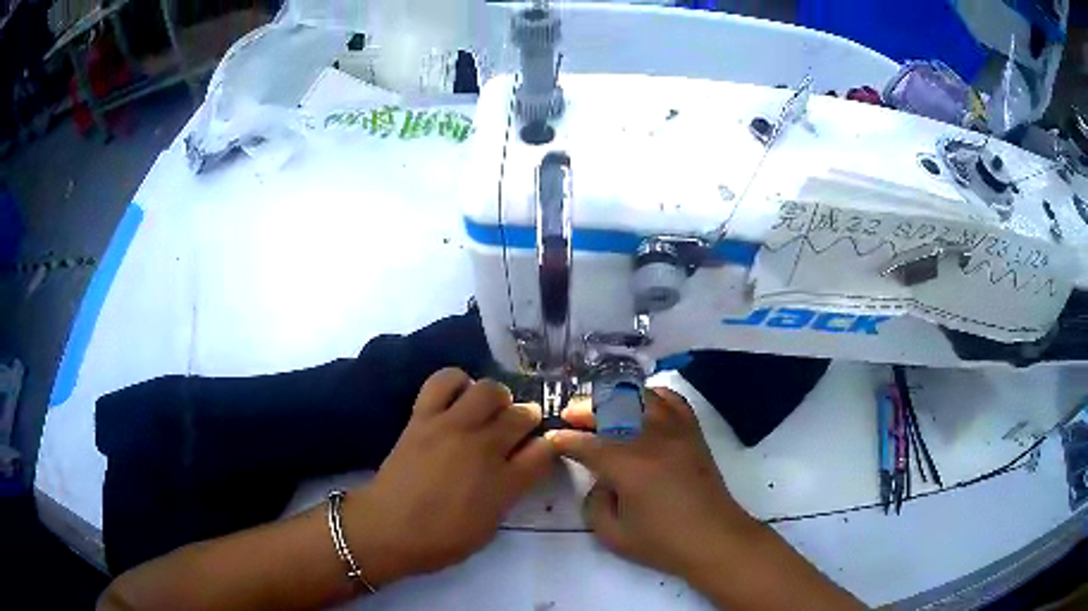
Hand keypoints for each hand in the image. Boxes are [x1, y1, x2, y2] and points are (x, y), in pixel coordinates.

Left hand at [347, 369, 554, 584]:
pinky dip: (457, 381)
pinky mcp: (423, 417)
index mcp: (504, 483)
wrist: (387, 528)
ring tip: (488, 410)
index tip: (544, 447)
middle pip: (522, 414)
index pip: (544, 451)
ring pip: (489, 389)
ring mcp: (451, 427)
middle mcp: (483, 448)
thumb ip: (509, 492)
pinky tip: (458, 396)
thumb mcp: (488, 527)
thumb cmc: (440, 539)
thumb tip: (520, 465)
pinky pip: (444, 381)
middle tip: (517, 428)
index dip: (549, 446)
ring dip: (497, 397)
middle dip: (528, 418)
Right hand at [547, 388, 756, 580]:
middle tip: (569, 419)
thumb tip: (600, 480)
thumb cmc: (664, 543)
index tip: (551, 439)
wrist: (715, 539)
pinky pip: (671, 400)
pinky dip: (651, 396)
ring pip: (640, 396)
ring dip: (614, 398)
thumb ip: (594, 504)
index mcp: (629, 466)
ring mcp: (676, 431)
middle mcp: (652, 439)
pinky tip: (639, 405)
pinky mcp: (693, 432)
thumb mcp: (613, 536)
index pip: (586, 443)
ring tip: (600, 409)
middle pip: (612, 408)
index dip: (564, 440)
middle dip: (584, 410)